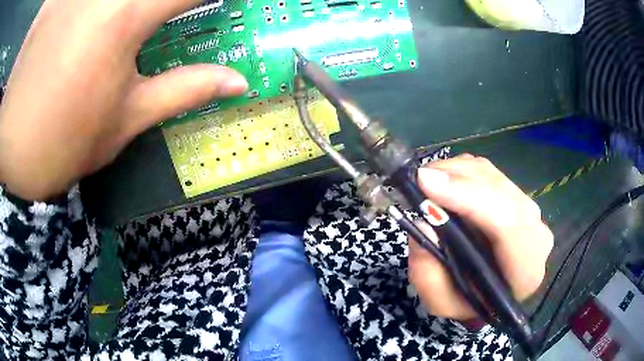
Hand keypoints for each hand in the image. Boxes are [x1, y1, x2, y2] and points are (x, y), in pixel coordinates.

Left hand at [0, 0, 247, 199]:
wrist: (7, 149)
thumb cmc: (58, 142)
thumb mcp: (121, 122)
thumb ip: (182, 90)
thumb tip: (237, 81)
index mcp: (127, 17)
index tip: (219, 5)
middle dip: (164, 6)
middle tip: (160, 23)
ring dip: (130, 9)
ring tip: (121, 30)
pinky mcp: (51, 3)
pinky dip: (89, 11)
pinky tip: (84, 23)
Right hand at [408, 155, 553, 320]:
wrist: (489, 293)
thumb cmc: (468, 302)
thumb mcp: (440, 303)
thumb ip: (429, 273)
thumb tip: (424, 221)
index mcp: (526, 271)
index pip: (510, 224)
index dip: (471, 198)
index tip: (427, 184)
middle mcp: (536, 234)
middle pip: (501, 192)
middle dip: (458, 180)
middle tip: (418, 179)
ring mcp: (529, 210)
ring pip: (492, 175)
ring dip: (455, 172)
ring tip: (425, 182)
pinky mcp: (516, 195)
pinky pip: (487, 172)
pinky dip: (460, 171)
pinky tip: (442, 182)